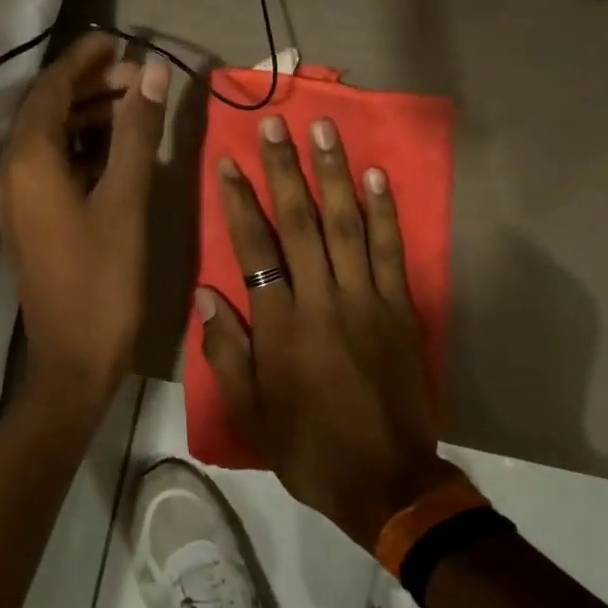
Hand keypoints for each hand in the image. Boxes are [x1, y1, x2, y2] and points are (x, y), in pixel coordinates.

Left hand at [0, 34, 168, 412]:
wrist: (73, 360)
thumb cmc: (104, 280)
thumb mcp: (127, 200)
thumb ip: (137, 132)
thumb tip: (152, 72)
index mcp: (28, 162)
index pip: (50, 89)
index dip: (85, 60)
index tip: (122, 41)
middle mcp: (10, 173)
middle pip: (46, 110)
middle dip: (90, 86)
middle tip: (140, 79)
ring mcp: (15, 199)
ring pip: (48, 138)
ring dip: (87, 116)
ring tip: (135, 107)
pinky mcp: (27, 219)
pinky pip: (50, 165)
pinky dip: (81, 147)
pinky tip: (117, 148)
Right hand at [198, 115, 462, 548]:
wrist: (386, 482)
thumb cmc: (308, 447)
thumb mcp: (251, 412)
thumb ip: (226, 351)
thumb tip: (207, 294)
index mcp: (282, 326)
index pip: (255, 249)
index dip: (238, 202)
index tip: (228, 162)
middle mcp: (323, 300)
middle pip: (300, 222)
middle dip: (284, 169)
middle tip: (275, 124)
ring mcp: (367, 300)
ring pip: (347, 224)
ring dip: (333, 174)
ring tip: (324, 130)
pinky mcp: (400, 309)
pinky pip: (391, 251)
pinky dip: (384, 211)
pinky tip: (375, 176)